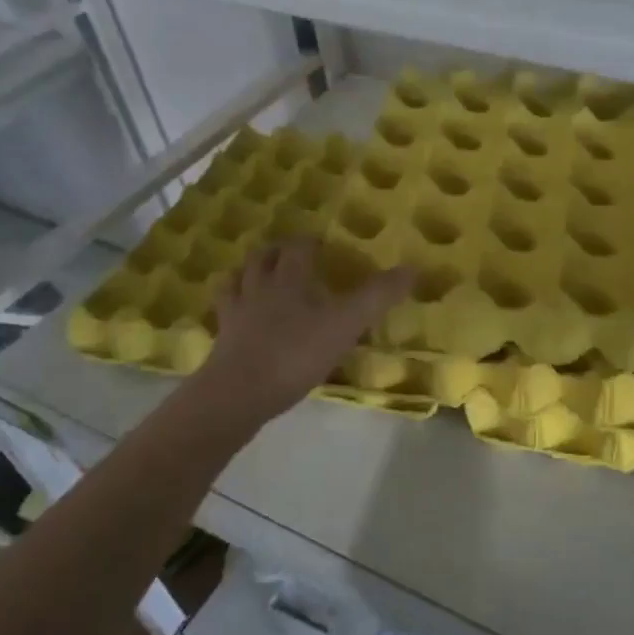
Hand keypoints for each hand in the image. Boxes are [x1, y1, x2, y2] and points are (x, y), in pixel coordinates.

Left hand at [198, 238, 414, 421]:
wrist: (238, 393)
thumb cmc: (296, 353)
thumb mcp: (346, 324)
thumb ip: (377, 296)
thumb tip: (412, 268)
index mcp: (289, 277)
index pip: (298, 247)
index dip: (310, 241)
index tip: (323, 244)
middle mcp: (259, 286)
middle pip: (263, 257)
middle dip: (278, 252)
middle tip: (292, 255)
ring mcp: (235, 312)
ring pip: (238, 279)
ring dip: (250, 272)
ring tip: (261, 276)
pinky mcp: (222, 338)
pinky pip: (224, 311)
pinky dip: (233, 303)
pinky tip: (240, 312)